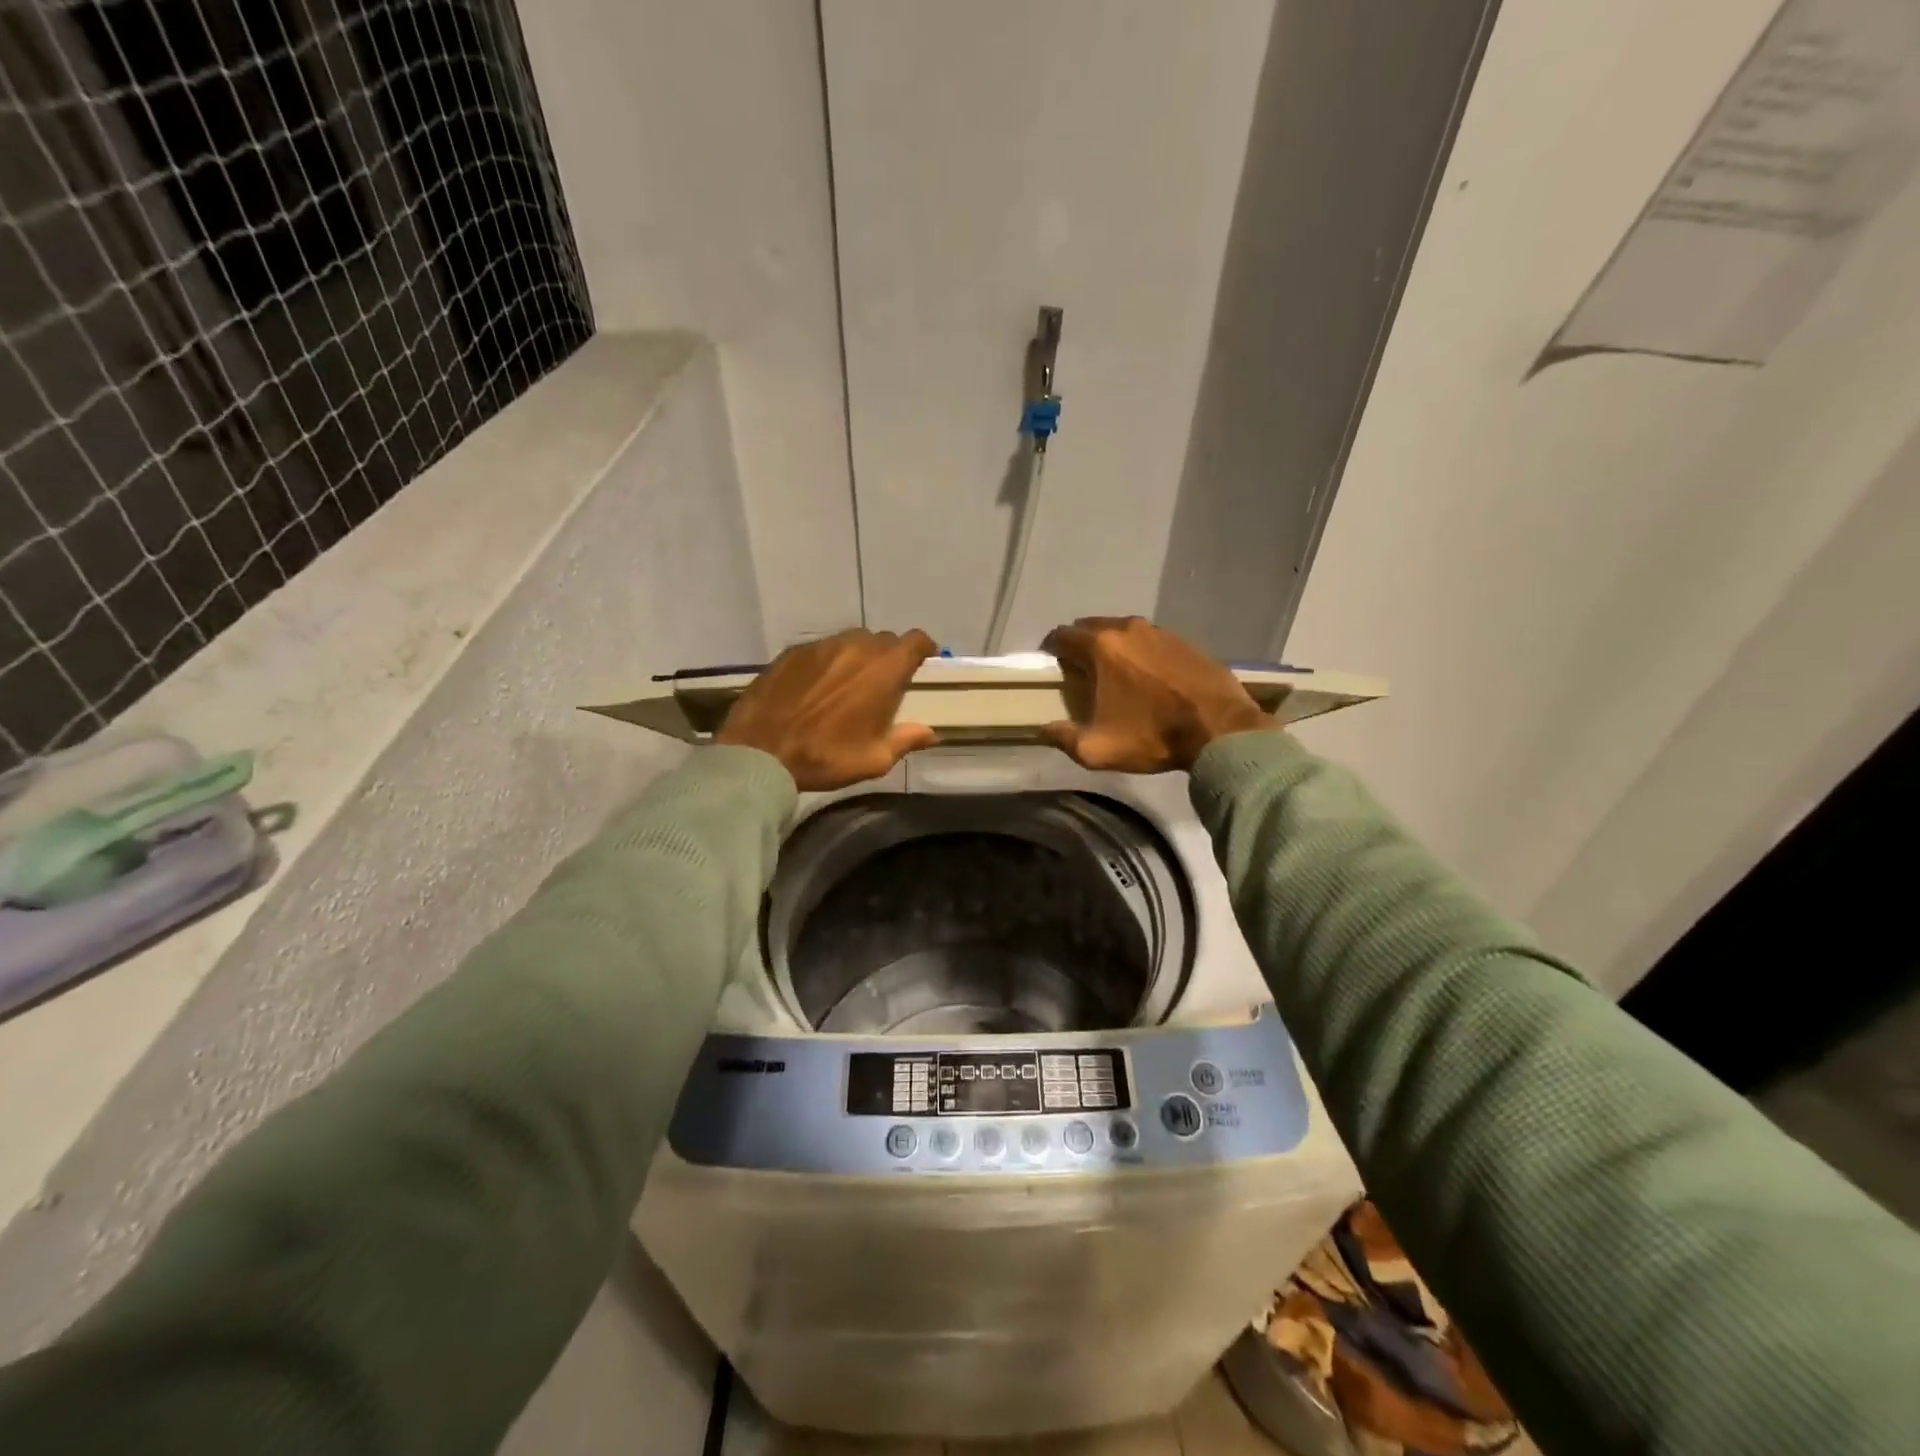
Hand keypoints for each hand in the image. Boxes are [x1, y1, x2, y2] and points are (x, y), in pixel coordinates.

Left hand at [716, 629, 939, 789]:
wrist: (760, 753)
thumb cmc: (825, 757)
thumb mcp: (874, 759)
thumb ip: (906, 740)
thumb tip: (930, 732)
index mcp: (883, 670)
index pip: (915, 641)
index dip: (923, 649)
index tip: (923, 661)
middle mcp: (855, 647)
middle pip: (883, 640)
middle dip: (889, 656)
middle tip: (884, 682)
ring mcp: (821, 646)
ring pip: (851, 641)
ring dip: (858, 657)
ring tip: (849, 684)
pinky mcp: (792, 652)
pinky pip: (821, 649)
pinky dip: (828, 662)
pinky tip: (817, 687)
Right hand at [1039, 617, 1273, 772]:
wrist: (1221, 730)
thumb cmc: (1153, 736)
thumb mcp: (1098, 749)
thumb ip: (1063, 738)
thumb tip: (1044, 730)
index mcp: (1102, 647)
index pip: (1063, 635)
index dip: (1051, 648)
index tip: (1050, 665)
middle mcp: (1128, 629)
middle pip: (1092, 627)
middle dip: (1080, 644)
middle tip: (1080, 670)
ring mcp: (1160, 631)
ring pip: (1122, 631)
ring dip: (1111, 646)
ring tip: (1112, 672)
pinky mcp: (1184, 641)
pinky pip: (1150, 640)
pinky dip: (1140, 652)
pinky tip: (1145, 675)